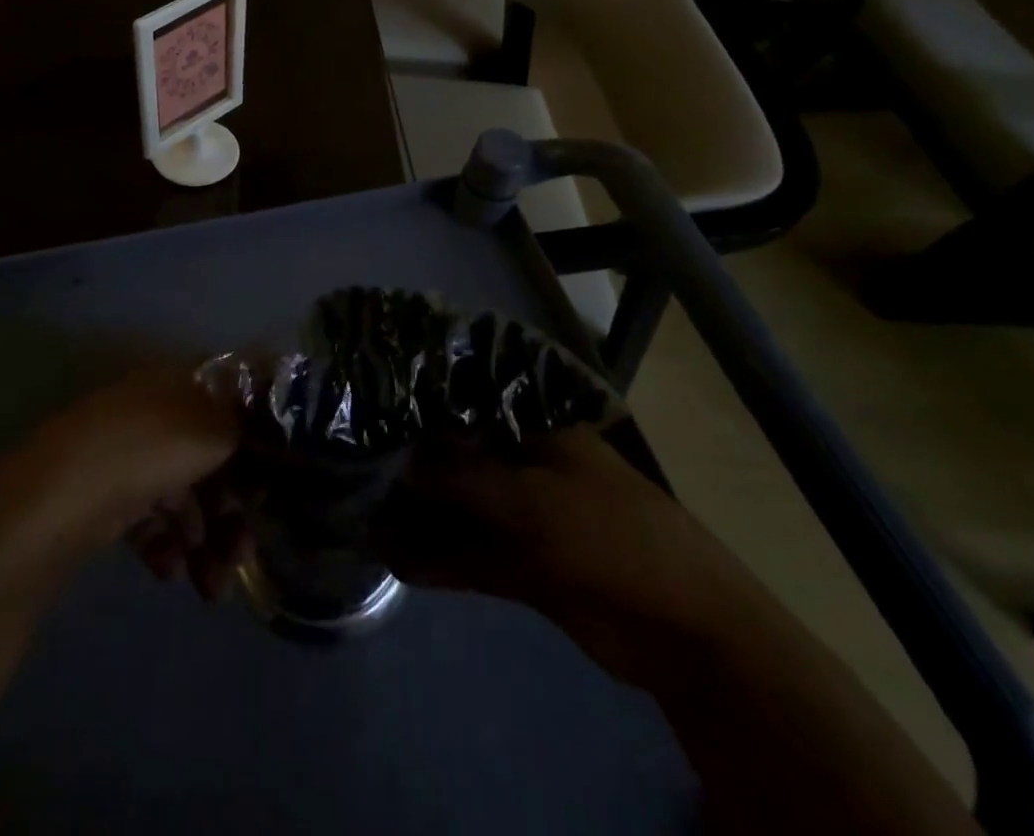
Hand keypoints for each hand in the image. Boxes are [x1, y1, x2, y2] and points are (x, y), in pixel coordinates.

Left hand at [12, 365, 246, 590]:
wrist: (56, 498)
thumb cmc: (146, 450)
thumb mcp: (212, 429)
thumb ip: (245, 427)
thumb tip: (267, 429)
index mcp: (180, 383)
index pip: (231, 405)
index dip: (257, 442)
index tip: (275, 485)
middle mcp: (156, 412)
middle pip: (209, 458)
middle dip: (231, 511)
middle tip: (244, 556)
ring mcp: (128, 454)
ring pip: (181, 495)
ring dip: (204, 541)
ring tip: (212, 589)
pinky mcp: (105, 495)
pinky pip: (149, 518)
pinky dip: (165, 546)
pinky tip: (170, 573)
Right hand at [373, 429, 755, 679]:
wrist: (680, 628)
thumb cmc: (607, 533)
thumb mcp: (528, 497)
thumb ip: (460, 477)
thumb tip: (401, 461)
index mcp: (536, 430)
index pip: (468, 406)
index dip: (422, 408)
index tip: (373, 410)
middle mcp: (526, 464)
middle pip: (458, 459)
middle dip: (411, 468)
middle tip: (354, 469)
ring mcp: (525, 516)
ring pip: (461, 510)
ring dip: (419, 518)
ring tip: (363, 520)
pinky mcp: (524, 565)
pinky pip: (471, 556)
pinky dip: (438, 560)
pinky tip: (397, 561)